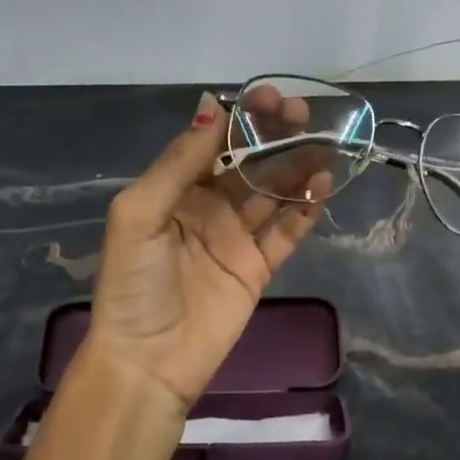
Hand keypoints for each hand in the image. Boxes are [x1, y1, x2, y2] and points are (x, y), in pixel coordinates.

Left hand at [80, 91, 329, 412]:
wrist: (148, 361)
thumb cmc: (135, 283)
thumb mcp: (141, 213)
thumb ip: (178, 162)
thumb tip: (212, 103)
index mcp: (175, 190)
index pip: (214, 142)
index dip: (241, 117)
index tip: (269, 98)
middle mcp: (208, 207)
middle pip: (249, 162)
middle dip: (275, 136)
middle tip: (303, 115)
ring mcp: (236, 238)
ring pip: (274, 192)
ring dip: (298, 167)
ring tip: (325, 146)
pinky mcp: (258, 268)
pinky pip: (287, 232)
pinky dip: (306, 209)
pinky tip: (323, 188)